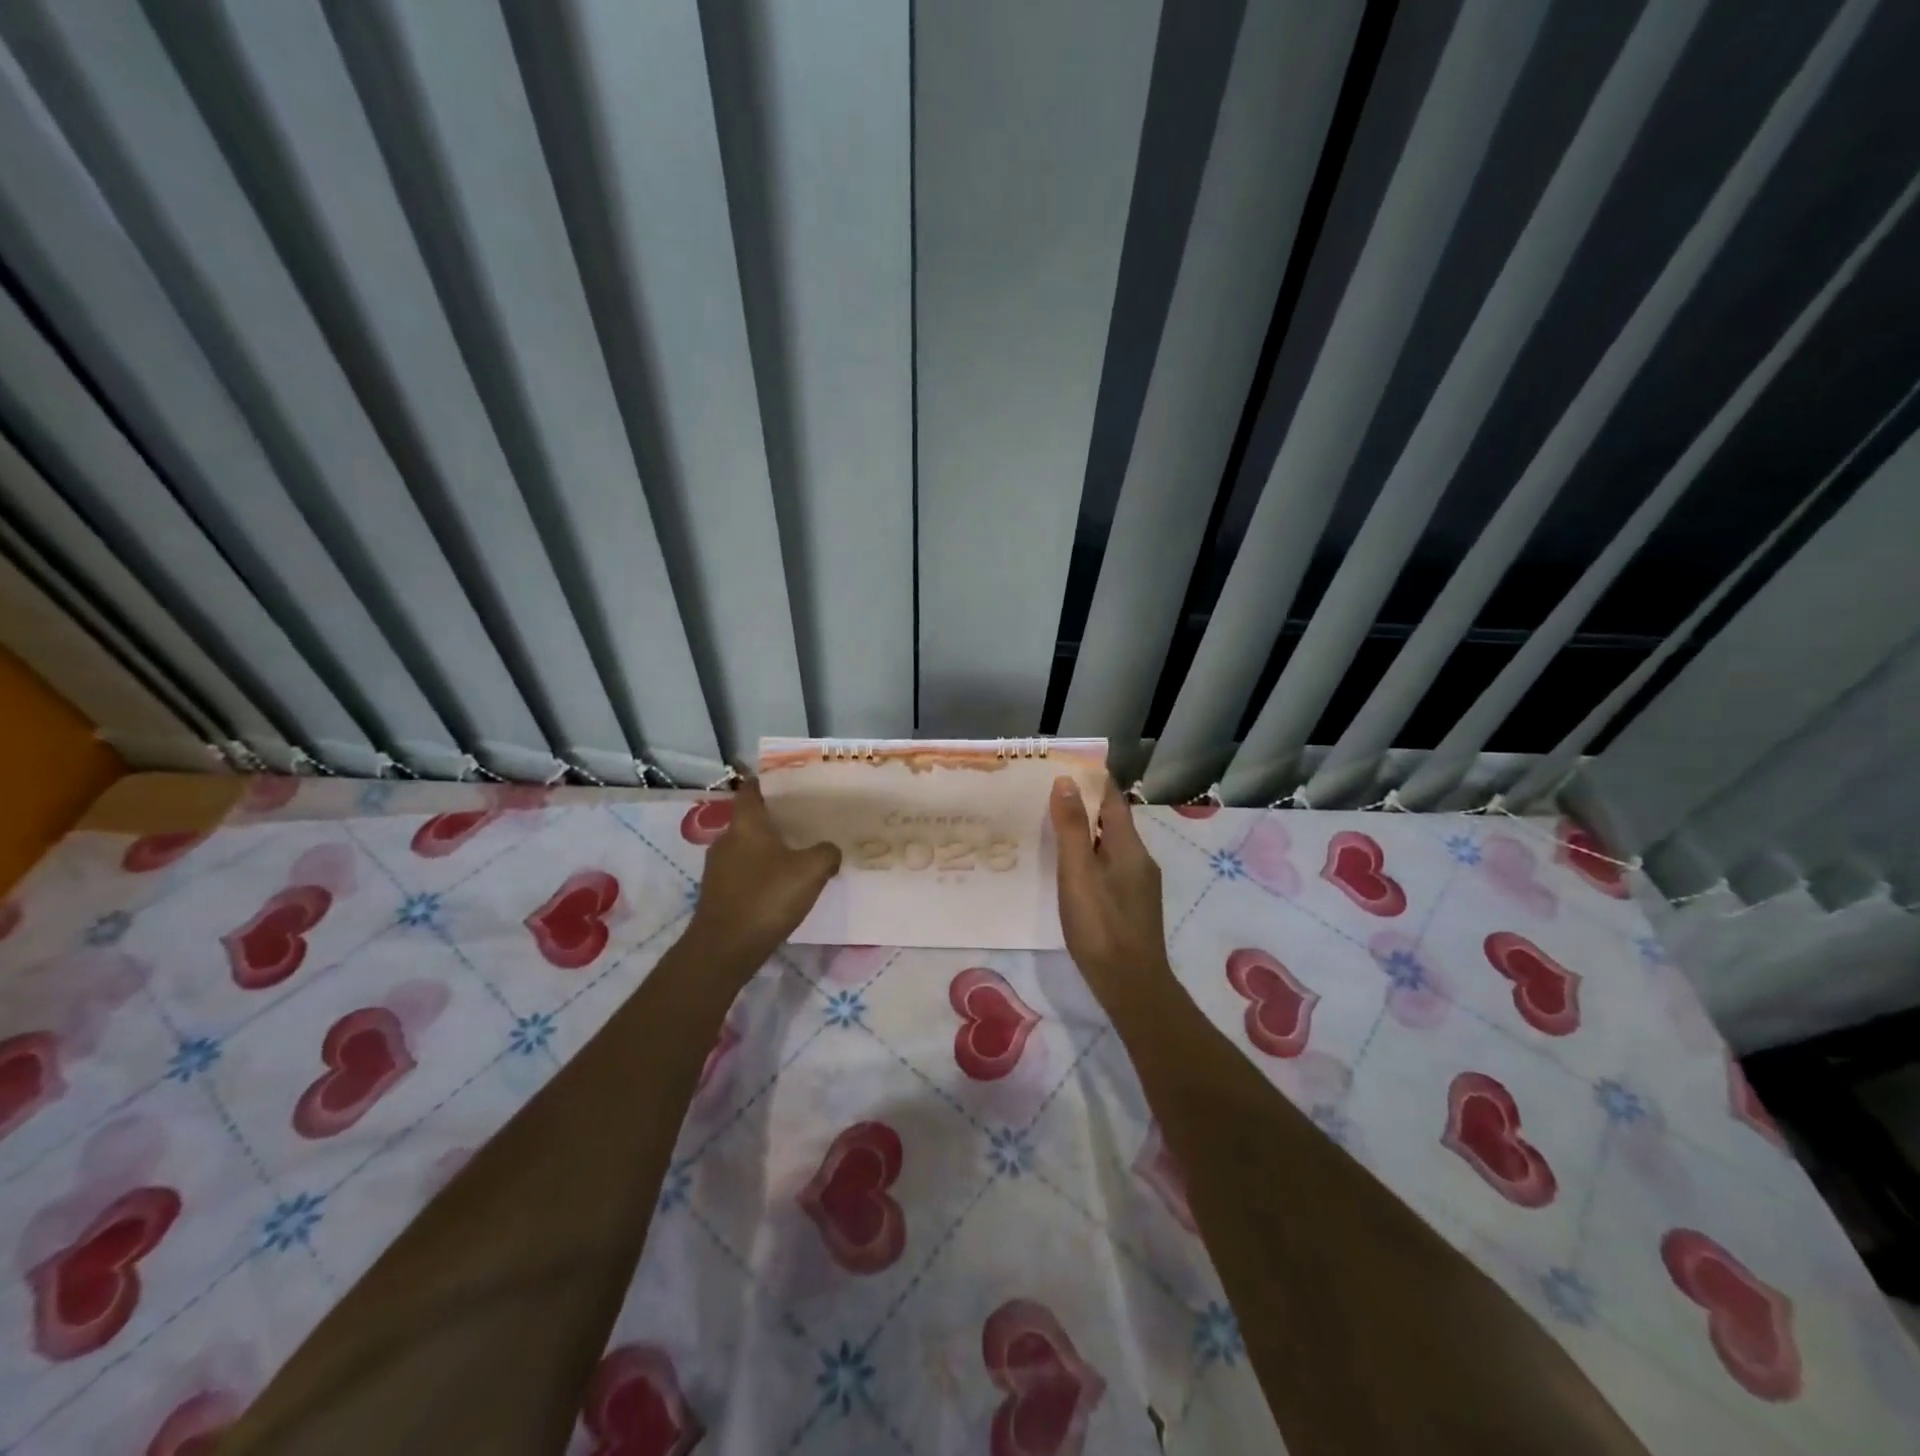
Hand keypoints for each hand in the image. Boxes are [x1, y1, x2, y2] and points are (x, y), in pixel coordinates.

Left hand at [685, 778, 840, 971]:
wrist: (725, 948)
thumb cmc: (767, 897)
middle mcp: (726, 840)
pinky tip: (779, 888)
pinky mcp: (717, 894)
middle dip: (774, 821)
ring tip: (796, 857)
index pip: (751, 791)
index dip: (766, 783)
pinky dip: (759, 874)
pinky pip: (742, 873)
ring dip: (767, 850)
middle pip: (750, 821)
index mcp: (746, 824)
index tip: (787, 784)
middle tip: (803, 823)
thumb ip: (826, 853)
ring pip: (746, 849)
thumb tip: (829, 851)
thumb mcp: (811, 871)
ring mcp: (717, 869)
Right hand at [1050, 777, 1171, 1000]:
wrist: (1131, 985)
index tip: (1063, 767)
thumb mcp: (1078, 873)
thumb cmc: (1101, 926)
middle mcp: (1139, 859)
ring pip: (1109, 846)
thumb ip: (1072, 828)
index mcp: (1129, 846)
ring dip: (1084, 833)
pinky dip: (1088, 857)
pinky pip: (1108, 867)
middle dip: (1083, 805)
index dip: (1091, 781)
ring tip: (1050, 828)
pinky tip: (1068, 869)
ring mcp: (1138, 884)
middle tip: (1046, 796)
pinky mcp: (1131, 904)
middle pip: (1111, 821)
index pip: (1112, 800)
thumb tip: (1066, 781)